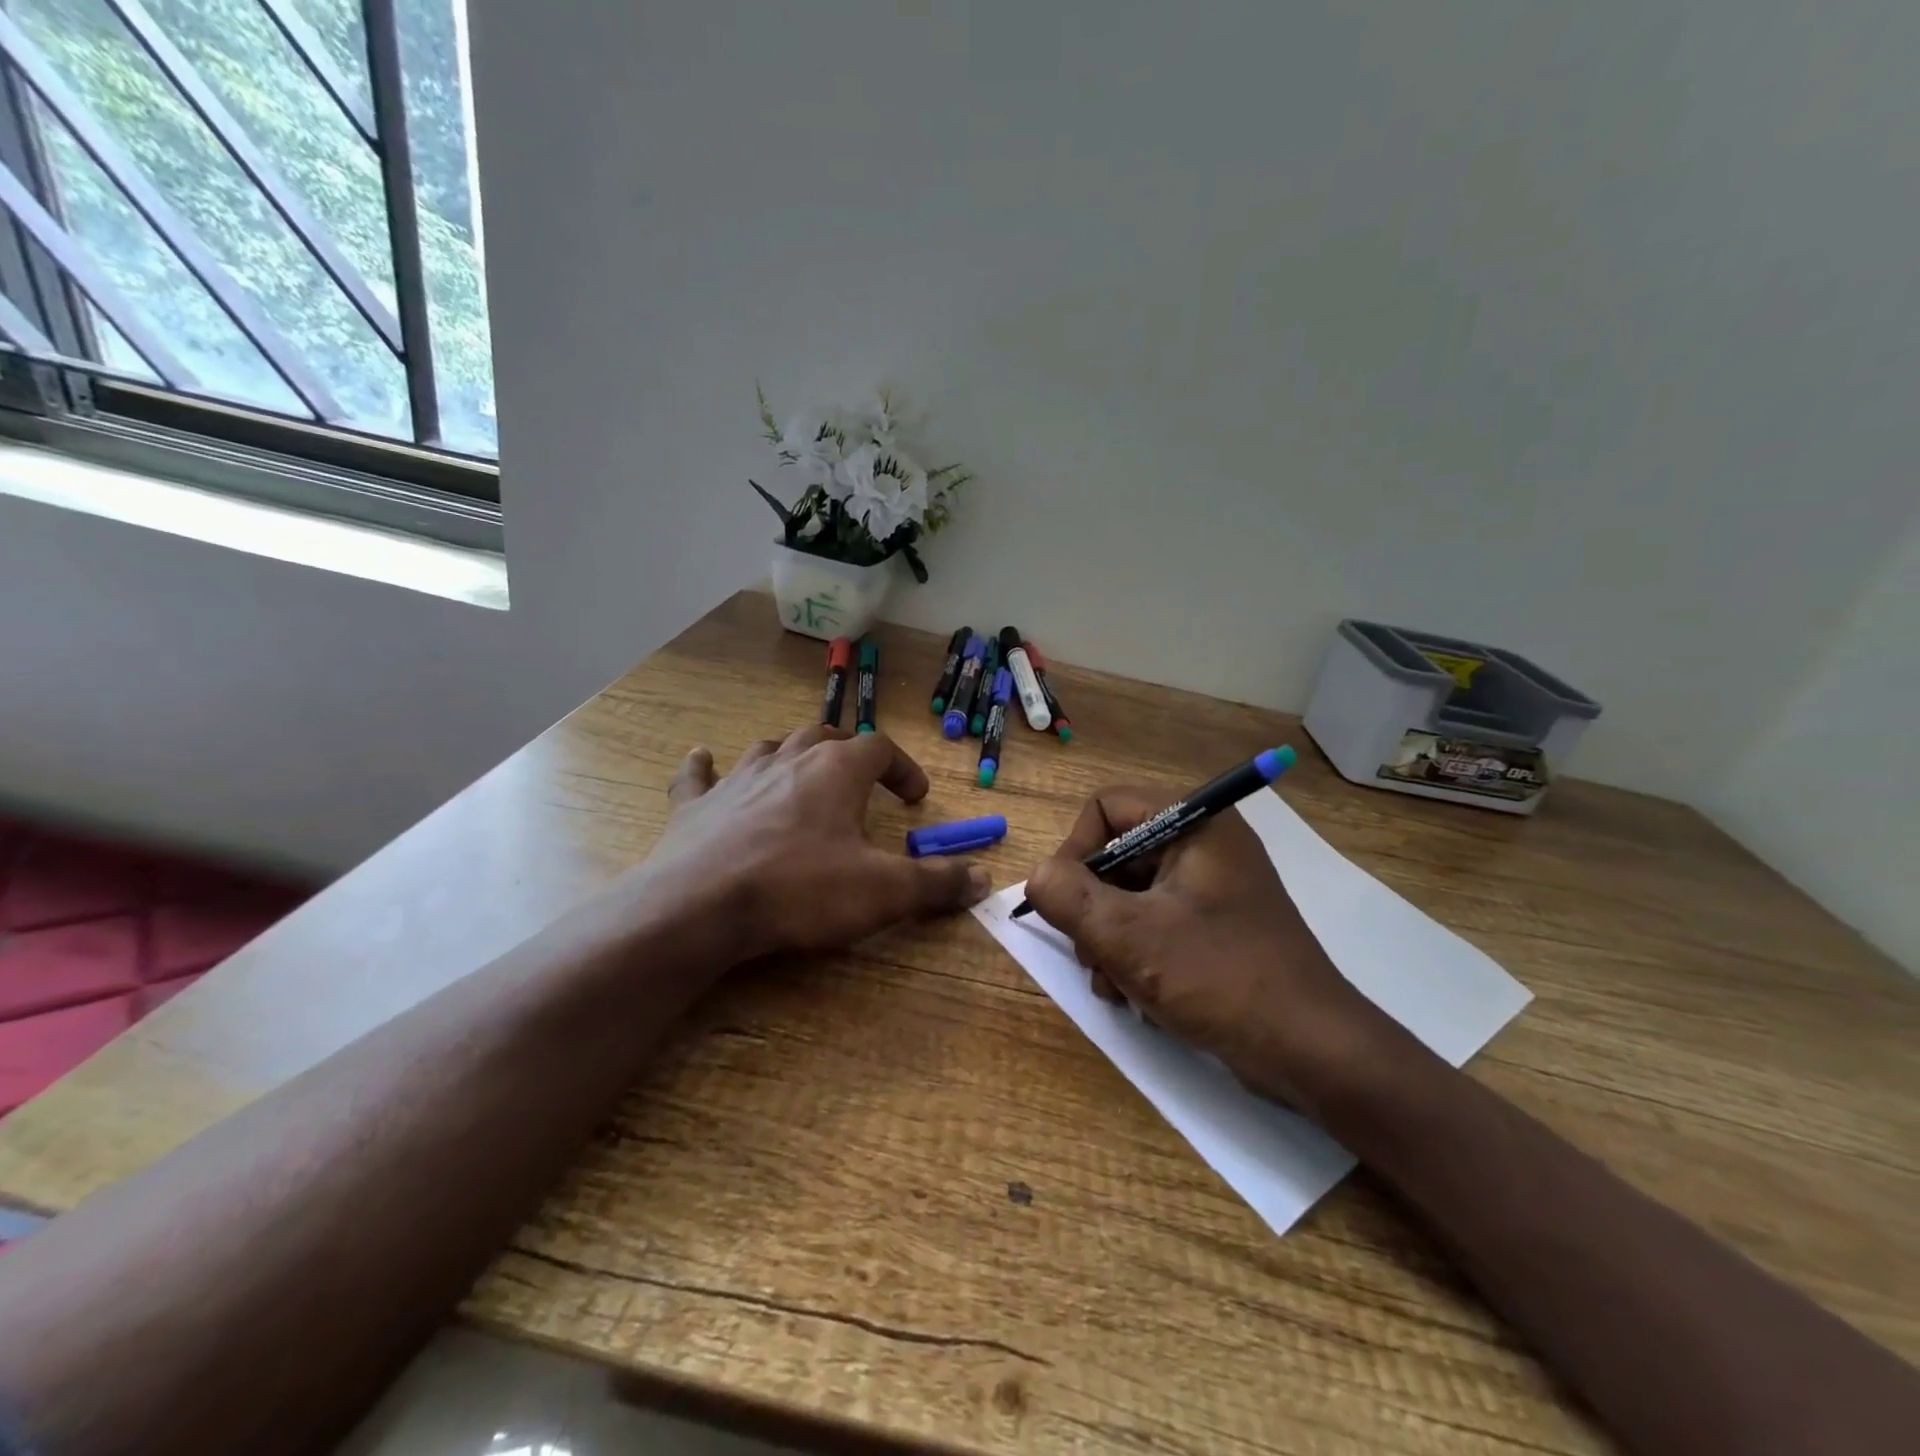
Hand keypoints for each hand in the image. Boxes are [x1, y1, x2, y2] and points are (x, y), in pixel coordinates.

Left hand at [650, 725, 990, 961]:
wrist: (702, 906)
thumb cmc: (801, 889)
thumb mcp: (884, 891)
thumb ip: (936, 883)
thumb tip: (982, 880)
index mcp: (836, 770)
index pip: (880, 749)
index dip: (902, 768)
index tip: (916, 794)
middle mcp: (788, 760)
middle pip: (824, 737)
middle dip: (848, 753)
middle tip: (861, 779)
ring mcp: (737, 779)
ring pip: (769, 748)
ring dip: (790, 755)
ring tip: (801, 772)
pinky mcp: (695, 806)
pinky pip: (699, 775)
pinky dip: (704, 767)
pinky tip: (702, 759)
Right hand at [1024, 786, 1396, 1113]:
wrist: (1312, 1052)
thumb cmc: (1220, 979)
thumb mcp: (1129, 938)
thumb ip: (1068, 898)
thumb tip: (1037, 876)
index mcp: (1194, 824)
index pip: (1106, 806)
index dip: (1076, 850)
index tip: (1065, 902)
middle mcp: (1205, 844)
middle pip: (1116, 854)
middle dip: (1092, 908)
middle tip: (1090, 955)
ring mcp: (1212, 887)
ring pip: (1130, 893)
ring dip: (1108, 939)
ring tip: (1114, 985)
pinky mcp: (1217, 925)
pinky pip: (1155, 921)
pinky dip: (1135, 953)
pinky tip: (1135, 996)